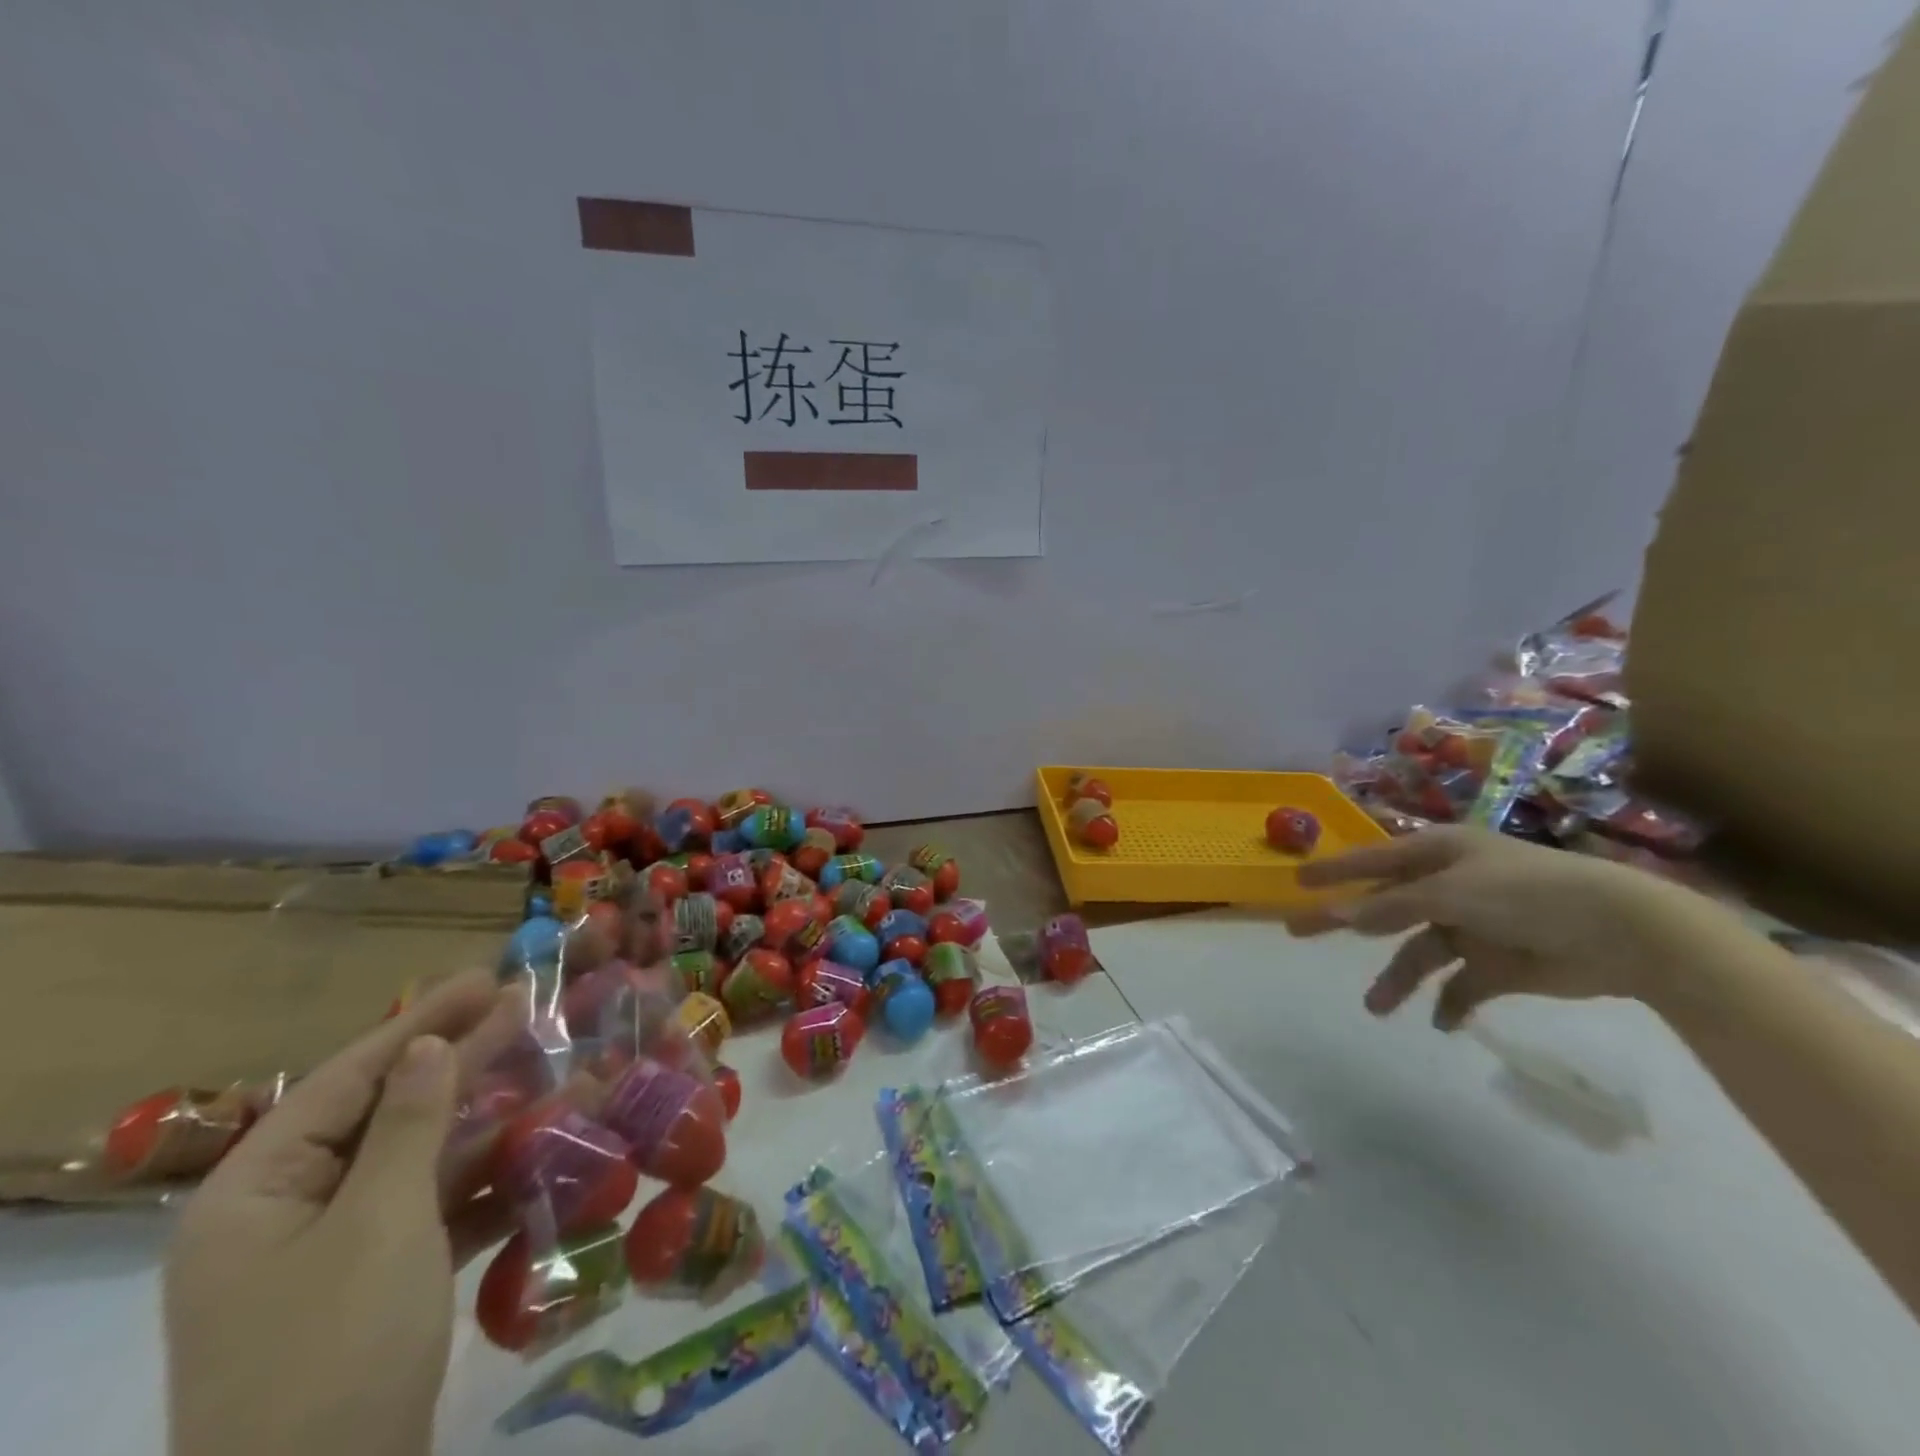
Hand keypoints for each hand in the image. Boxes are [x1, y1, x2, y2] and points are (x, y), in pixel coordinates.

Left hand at [165, 971, 523, 1455]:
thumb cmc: (336, 1349)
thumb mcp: (379, 1223)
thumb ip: (408, 1124)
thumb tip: (429, 1045)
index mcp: (255, 1193)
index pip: (349, 1078)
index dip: (424, 1022)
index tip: (488, 978)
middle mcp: (285, 1213)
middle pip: (387, 1112)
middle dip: (462, 1062)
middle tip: (530, 1007)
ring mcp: (332, 1252)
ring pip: (419, 1158)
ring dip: (485, 1120)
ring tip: (551, 1072)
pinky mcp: (375, 1285)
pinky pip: (434, 1208)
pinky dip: (484, 1180)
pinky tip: (540, 1152)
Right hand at [1292, 827, 1678, 1029]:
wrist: (1625, 934)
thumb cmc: (1528, 893)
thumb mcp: (1451, 894)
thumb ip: (1390, 906)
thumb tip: (1337, 914)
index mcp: (1440, 853)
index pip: (1372, 859)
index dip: (1334, 871)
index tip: (1296, 883)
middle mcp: (1451, 885)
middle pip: (1384, 905)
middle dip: (1345, 922)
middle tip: (1298, 933)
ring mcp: (1475, 925)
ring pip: (1419, 951)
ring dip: (1398, 978)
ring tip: (1376, 1008)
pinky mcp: (1501, 964)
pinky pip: (1462, 984)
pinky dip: (1450, 1002)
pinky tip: (1442, 1021)